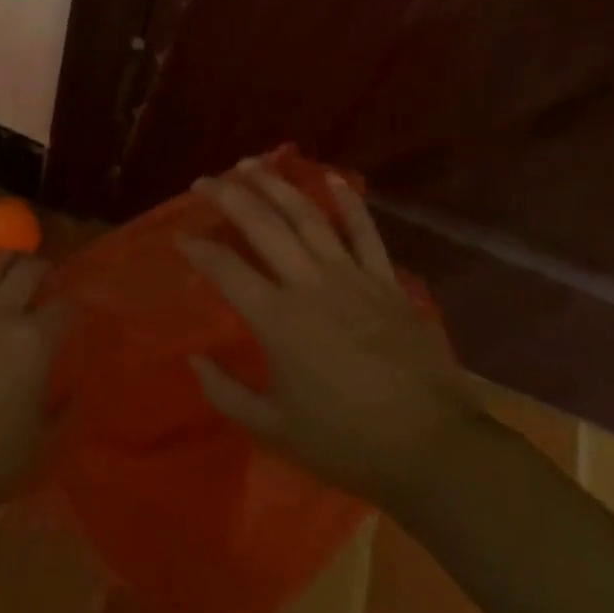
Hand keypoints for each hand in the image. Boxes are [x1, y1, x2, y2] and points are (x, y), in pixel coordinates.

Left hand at [0, 254, 67, 508]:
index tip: (76, 309)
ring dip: (4, 259)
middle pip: (26, 275)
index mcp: (36, 343)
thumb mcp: (43, 440)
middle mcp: (2, 318)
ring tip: (12, 257)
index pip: (63, 309)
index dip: (73, 306)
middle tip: (46, 272)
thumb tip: (75, 386)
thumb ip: (63, 407)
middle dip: (41, 269)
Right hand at [179, 158, 480, 501]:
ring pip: (307, 217)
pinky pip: (365, 232)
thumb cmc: (347, 442)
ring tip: (250, 164)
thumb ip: (226, 393)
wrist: (432, 448)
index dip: (198, 248)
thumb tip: (195, 360)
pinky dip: (348, 202)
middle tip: (204, 182)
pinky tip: (331, 178)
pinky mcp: (386, 282)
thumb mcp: (274, 429)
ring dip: (276, 186)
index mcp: (277, 320)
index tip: (181, 237)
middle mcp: (309, 285)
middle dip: (229, 197)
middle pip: (262, 226)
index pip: (225, 269)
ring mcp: (352, 277)